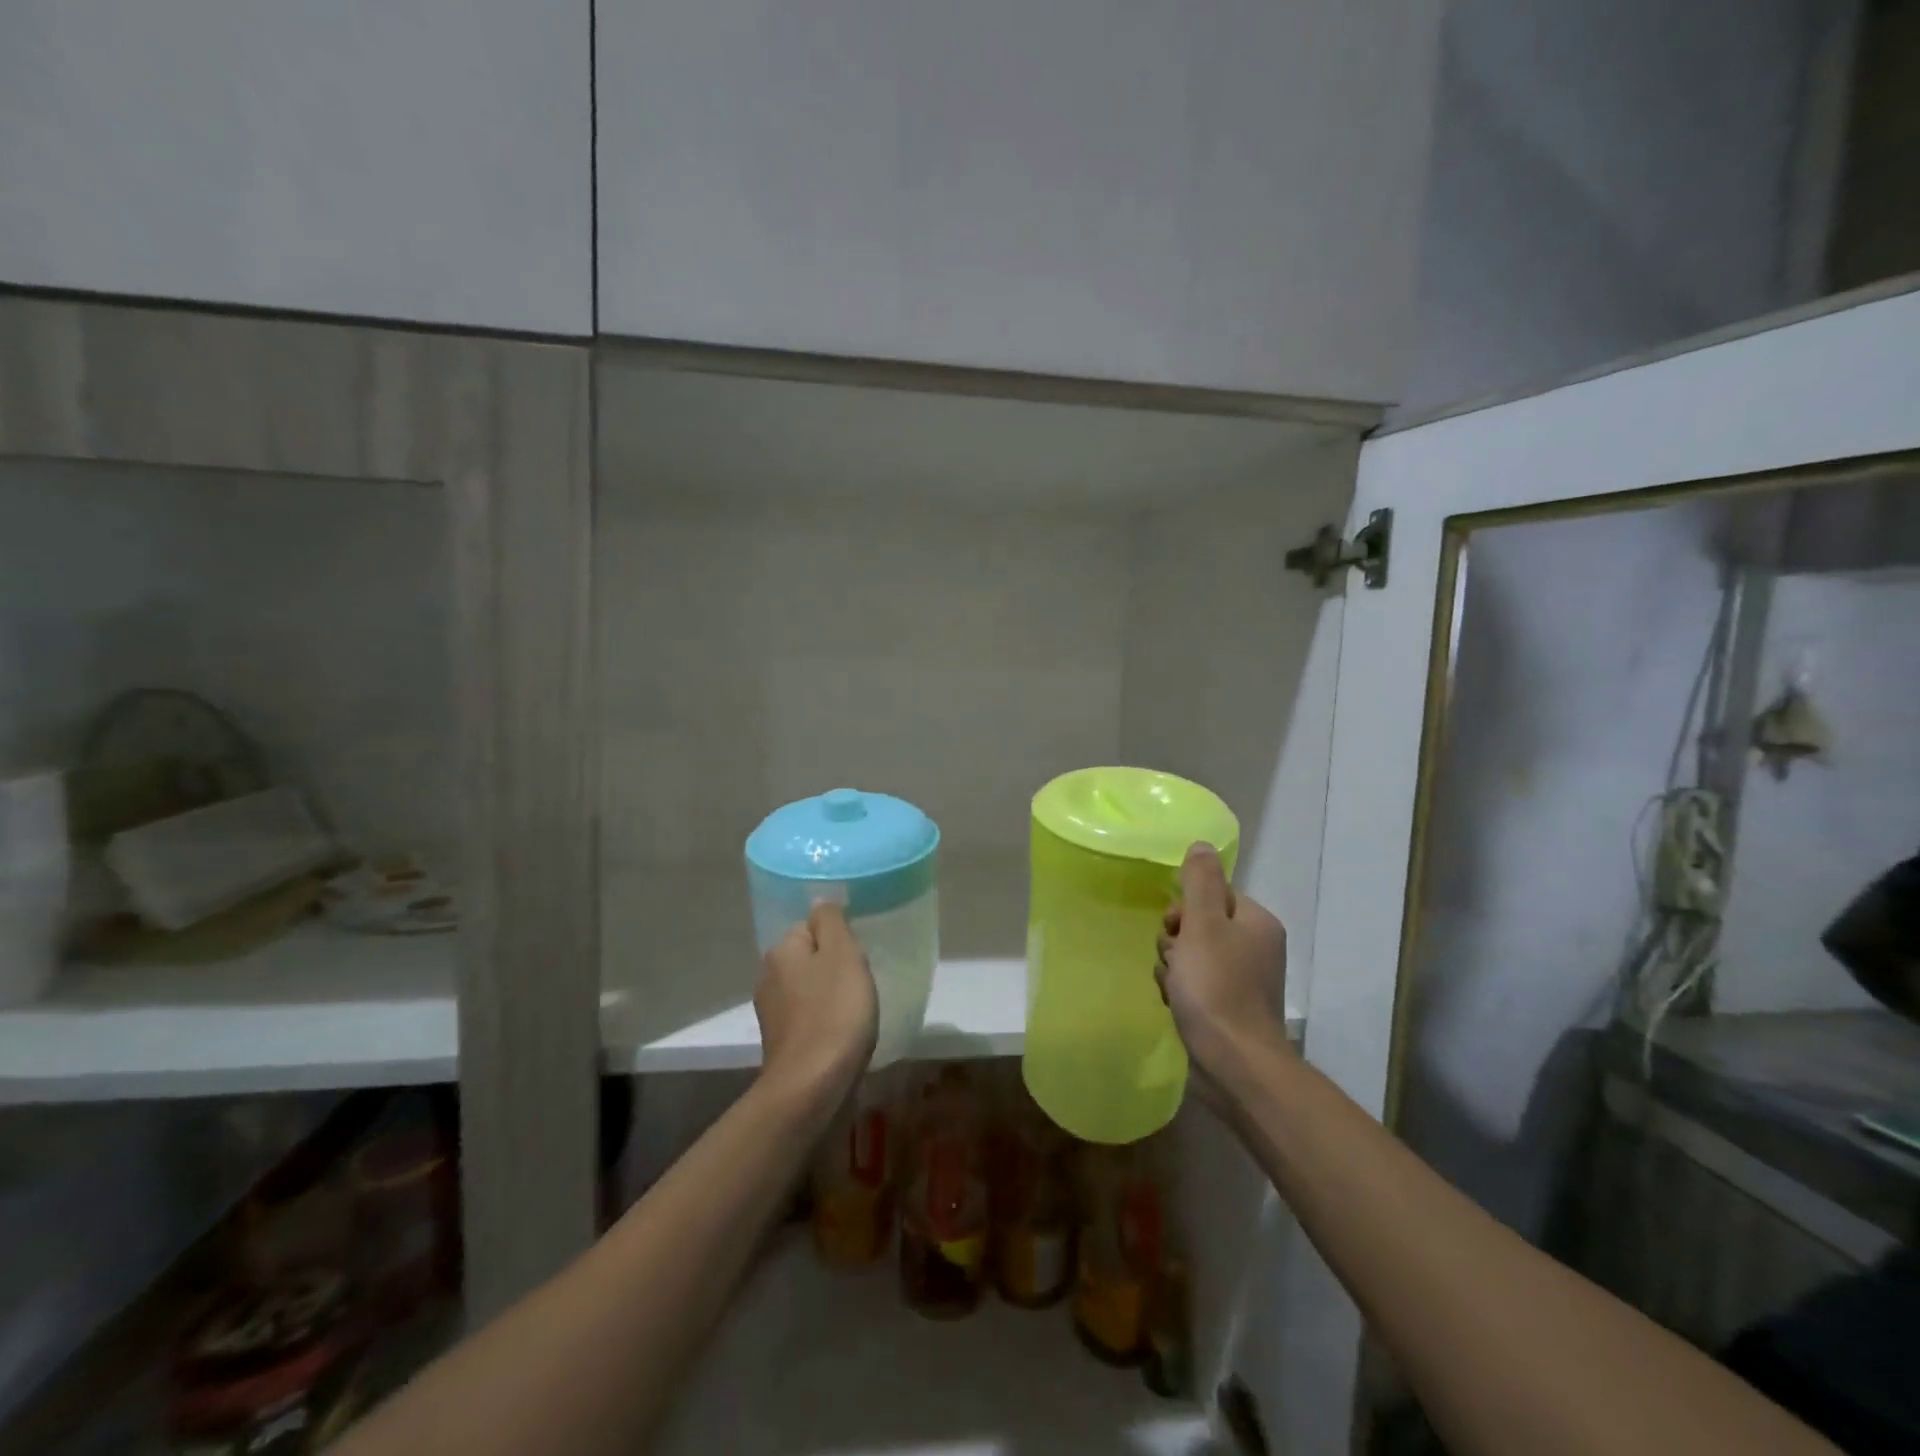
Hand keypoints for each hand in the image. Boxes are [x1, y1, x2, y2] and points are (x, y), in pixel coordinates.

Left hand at [755, 902, 878, 1100]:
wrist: (812, 1087)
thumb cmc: (834, 1012)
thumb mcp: (842, 954)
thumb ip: (831, 921)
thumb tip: (820, 901)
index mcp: (781, 951)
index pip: (810, 926)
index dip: (837, 938)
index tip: (858, 956)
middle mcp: (768, 977)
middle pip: (807, 958)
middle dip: (832, 967)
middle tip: (861, 982)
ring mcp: (771, 1013)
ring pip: (807, 989)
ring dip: (829, 995)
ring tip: (856, 1011)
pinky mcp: (780, 1043)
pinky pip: (808, 1018)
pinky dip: (824, 1021)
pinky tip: (843, 1034)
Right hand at [1156, 844, 1290, 1092]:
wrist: (1234, 1064)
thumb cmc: (1216, 988)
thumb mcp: (1202, 925)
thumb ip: (1199, 882)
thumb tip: (1201, 844)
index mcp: (1256, 922)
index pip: (1211, 895)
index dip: (1185, 909)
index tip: (1175, 929)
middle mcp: (1255, 947)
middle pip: (1199, 925)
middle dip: (1176, 940)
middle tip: (1174, 961)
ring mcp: (1243, 980)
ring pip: (1192, 955)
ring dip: (1174, 967)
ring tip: (1174, 988)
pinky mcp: (1230, 1008)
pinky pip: (1195, 984)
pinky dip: (1181, 990)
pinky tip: (1176, 1004)